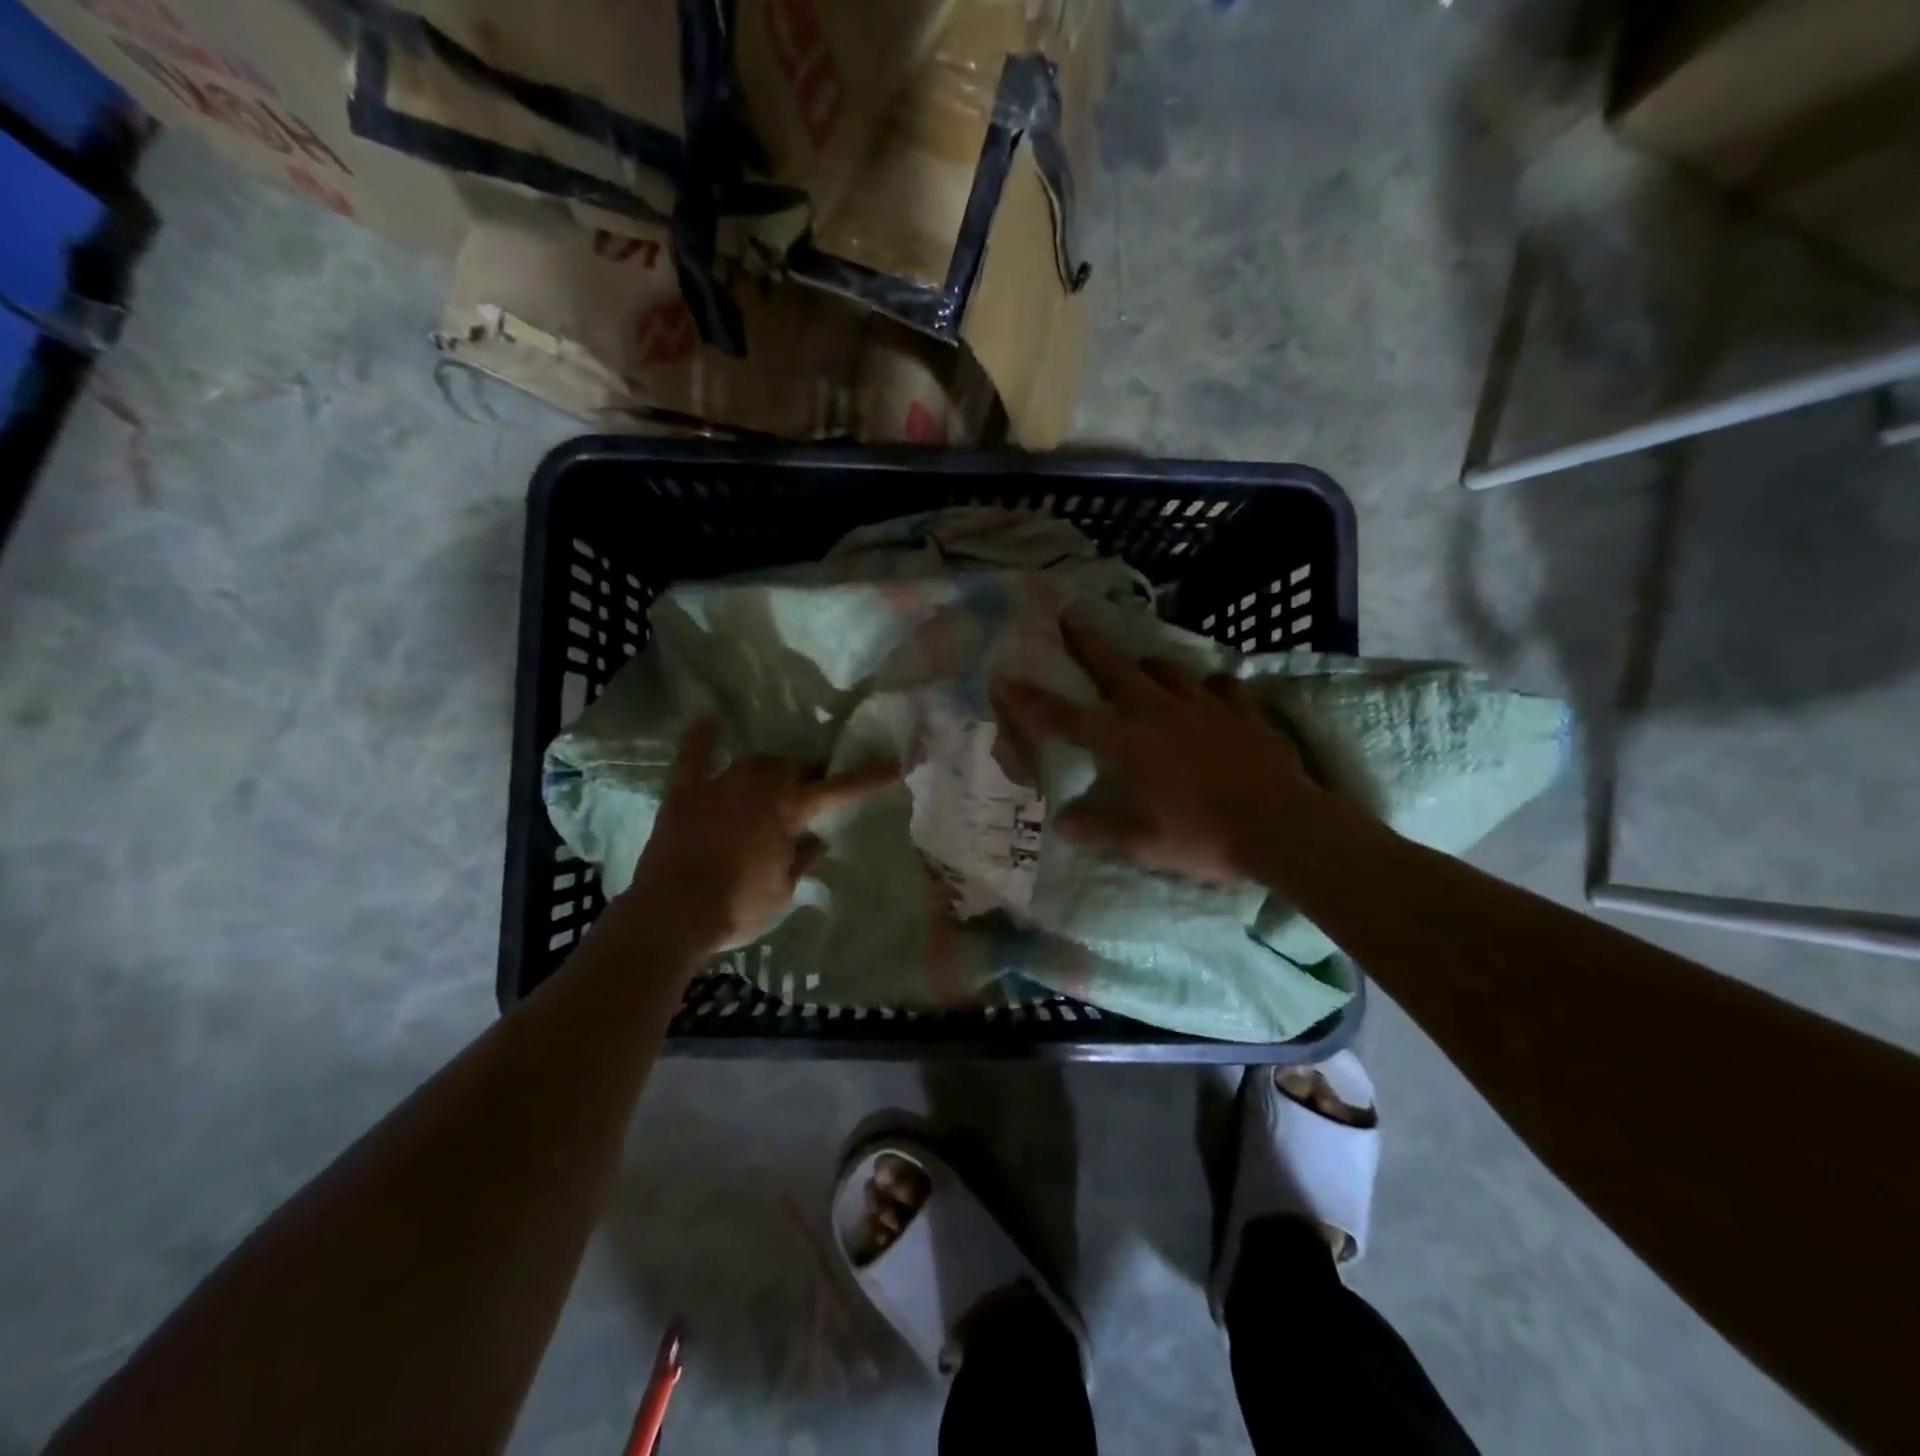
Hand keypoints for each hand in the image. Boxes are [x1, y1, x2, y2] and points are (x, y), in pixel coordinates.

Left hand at [623, 718, 899, 953]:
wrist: (671, 915)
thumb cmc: (737, 908)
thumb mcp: (783, 890)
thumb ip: (801, 859)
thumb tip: (816, 839)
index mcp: (789, 810)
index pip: (838, 790)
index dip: (867, 779)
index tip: (893, 765)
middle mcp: (759, 786)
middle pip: (793, 768)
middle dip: (808, 777)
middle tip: (812, 793)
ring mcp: (719, 784)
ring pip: (755, 761)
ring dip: (770, 768)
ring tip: (774, 778)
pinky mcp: (685, 793)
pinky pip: (694, 755)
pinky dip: (703, 738)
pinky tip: (710, 719)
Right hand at [993, 616, 1318, 883]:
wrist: (1281, 827)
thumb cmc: (1202, 837)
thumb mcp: (1142, 843)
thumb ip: (1098, 828)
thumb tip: (1061, 821)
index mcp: (1128, 744)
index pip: (1067, 718)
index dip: (1032, 700)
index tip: (1005, 678)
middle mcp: (1159, 713)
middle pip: (1115, 668)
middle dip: (1088, 642)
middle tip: (1071, 616)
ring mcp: (1204, 706)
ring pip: (1168, 669)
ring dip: (1147, 663)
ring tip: (1142, 664)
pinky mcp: (1242, 710)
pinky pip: (1221, 686)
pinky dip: (1209, 687)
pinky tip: (1209, 694)